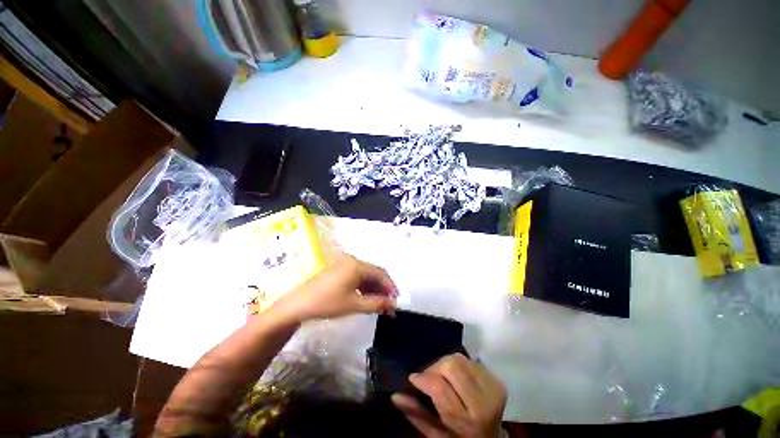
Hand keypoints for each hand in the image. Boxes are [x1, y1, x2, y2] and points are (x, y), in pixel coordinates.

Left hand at [271, 254, 397, 322]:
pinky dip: (363, 286)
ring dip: (373, 288)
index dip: (390, 286)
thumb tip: (393, 304)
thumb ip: (376, 303)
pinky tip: (366, 297)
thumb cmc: (328, 302)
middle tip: (388, 304)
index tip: (396, 300)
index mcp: (357, 265)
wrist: (298, 304)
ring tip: (379, 303)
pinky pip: (356, 276)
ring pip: (365, 275)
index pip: (380, 273)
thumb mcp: (354, 304)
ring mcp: (344, 264)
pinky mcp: (338, 269)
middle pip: (373, 273)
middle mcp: (352, 260)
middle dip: (382, 288)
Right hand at [392, 353, 506, 437]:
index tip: (413, 379)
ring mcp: (492, 387)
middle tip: (427, 378)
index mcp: (467, 421)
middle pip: (451, 366)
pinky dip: (457, 364)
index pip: (440, 387)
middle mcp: (483, 401)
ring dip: (445, 364)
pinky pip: (469, 359)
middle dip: (434, 368)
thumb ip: (416, 414)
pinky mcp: (495, 379)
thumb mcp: (436, 434)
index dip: (423, 379)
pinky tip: (455, 376)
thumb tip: (395, 395)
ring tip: (441, 377)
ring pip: (459, 358)